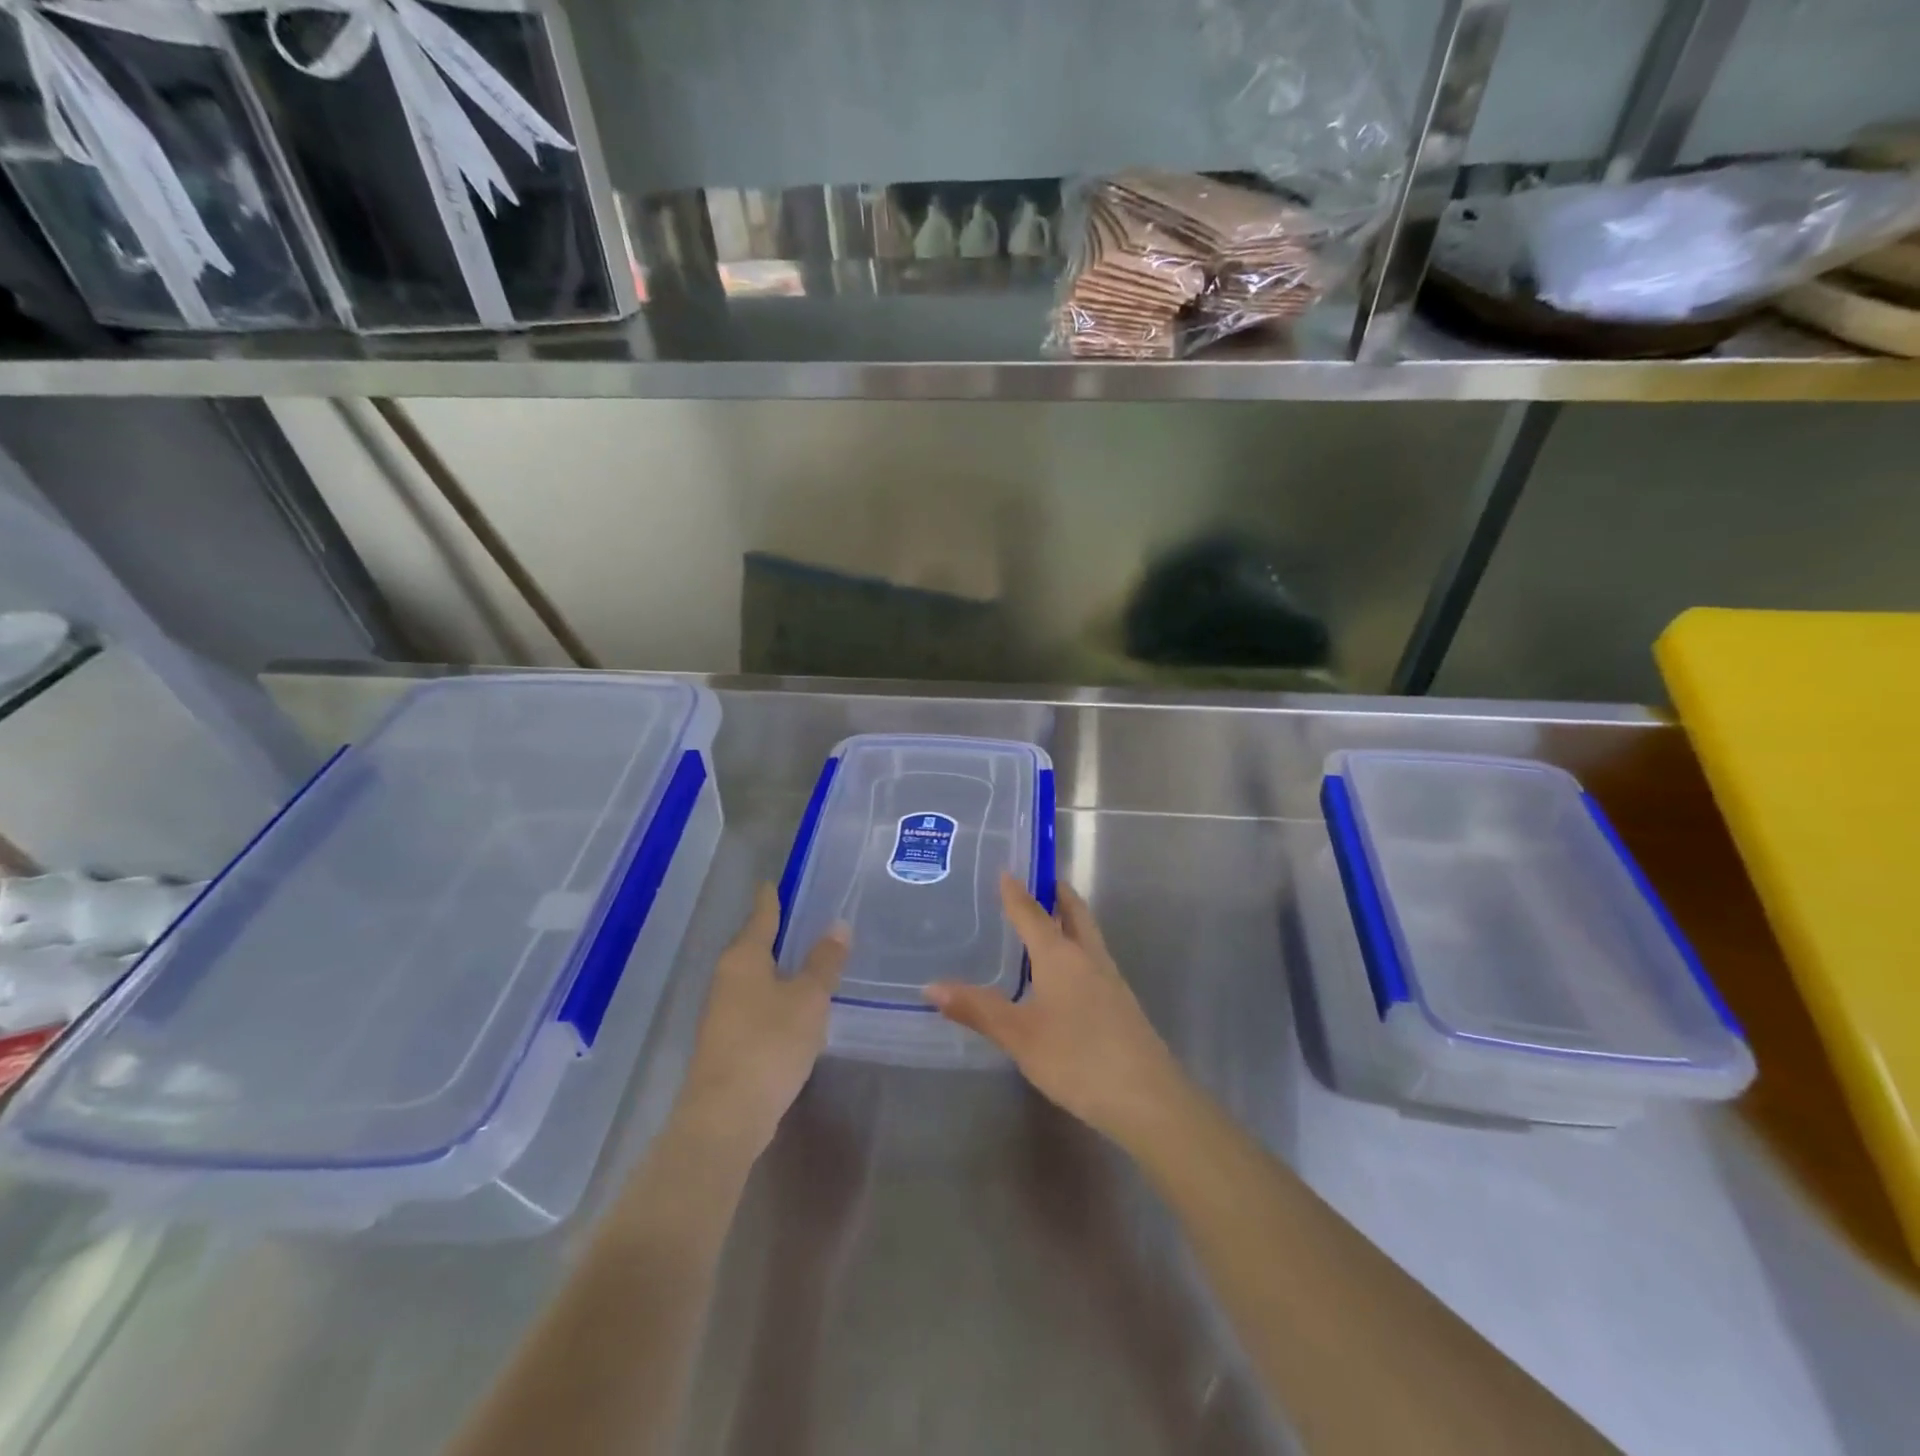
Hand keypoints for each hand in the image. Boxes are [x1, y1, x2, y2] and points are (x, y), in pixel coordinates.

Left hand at [677, 884, 848, 1155]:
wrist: (726, 1116)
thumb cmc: (769, 1044)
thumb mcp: (808, 999)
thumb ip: (824, 962)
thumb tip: (838, 926)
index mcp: (743, 958)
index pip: (761, 915)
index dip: (771, 897)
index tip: (776, 881)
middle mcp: (727, 978)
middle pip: (754, 945)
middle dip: (778, 932)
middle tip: (808, 918)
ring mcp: (723, 1011)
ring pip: (755, 976)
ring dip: (778, 967)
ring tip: (809, 959)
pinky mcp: (727, 1041)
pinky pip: (755, 1004)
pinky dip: (776, 996)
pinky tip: (796, 1006)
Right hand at [924, 875, 1186, 1143]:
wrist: (1147, 1097)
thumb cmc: (1077, 1058)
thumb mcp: (1019, 1036)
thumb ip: (977, 1009)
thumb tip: (931, 986)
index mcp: (1060, 955)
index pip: (1033, 913)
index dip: (1016, 893)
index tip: (1006, 870)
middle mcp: (1088, 957)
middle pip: (1074, 913)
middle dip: (1056, 893)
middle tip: (1038, 881)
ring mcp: (1110, 980)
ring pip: (1088, 935)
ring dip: (1069, 920)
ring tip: (1047, 922)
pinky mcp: (1121, 1003)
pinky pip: (1094, 960)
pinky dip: (1077, 949)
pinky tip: (1066, 974)